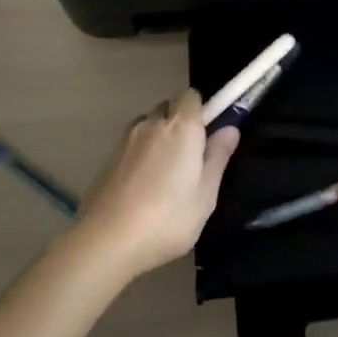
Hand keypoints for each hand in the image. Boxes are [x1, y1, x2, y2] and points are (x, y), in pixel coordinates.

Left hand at [77, 89, 239, 278]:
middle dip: (180, 122)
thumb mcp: (206, 194)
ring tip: (164, 174)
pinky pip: (132, 143)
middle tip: (190, 157)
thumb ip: (218, 156)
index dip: (202, 110)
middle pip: (169, 107)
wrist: (107, 241)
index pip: (192, 95)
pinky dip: (141, 154)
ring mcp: (126, 139)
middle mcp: (152, 123)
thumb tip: (230, 128)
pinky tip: (142, 186)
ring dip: (159, 137)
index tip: (208, 134)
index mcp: (181, 126)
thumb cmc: (168, 218)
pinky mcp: (108, 158)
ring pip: (148, 124)